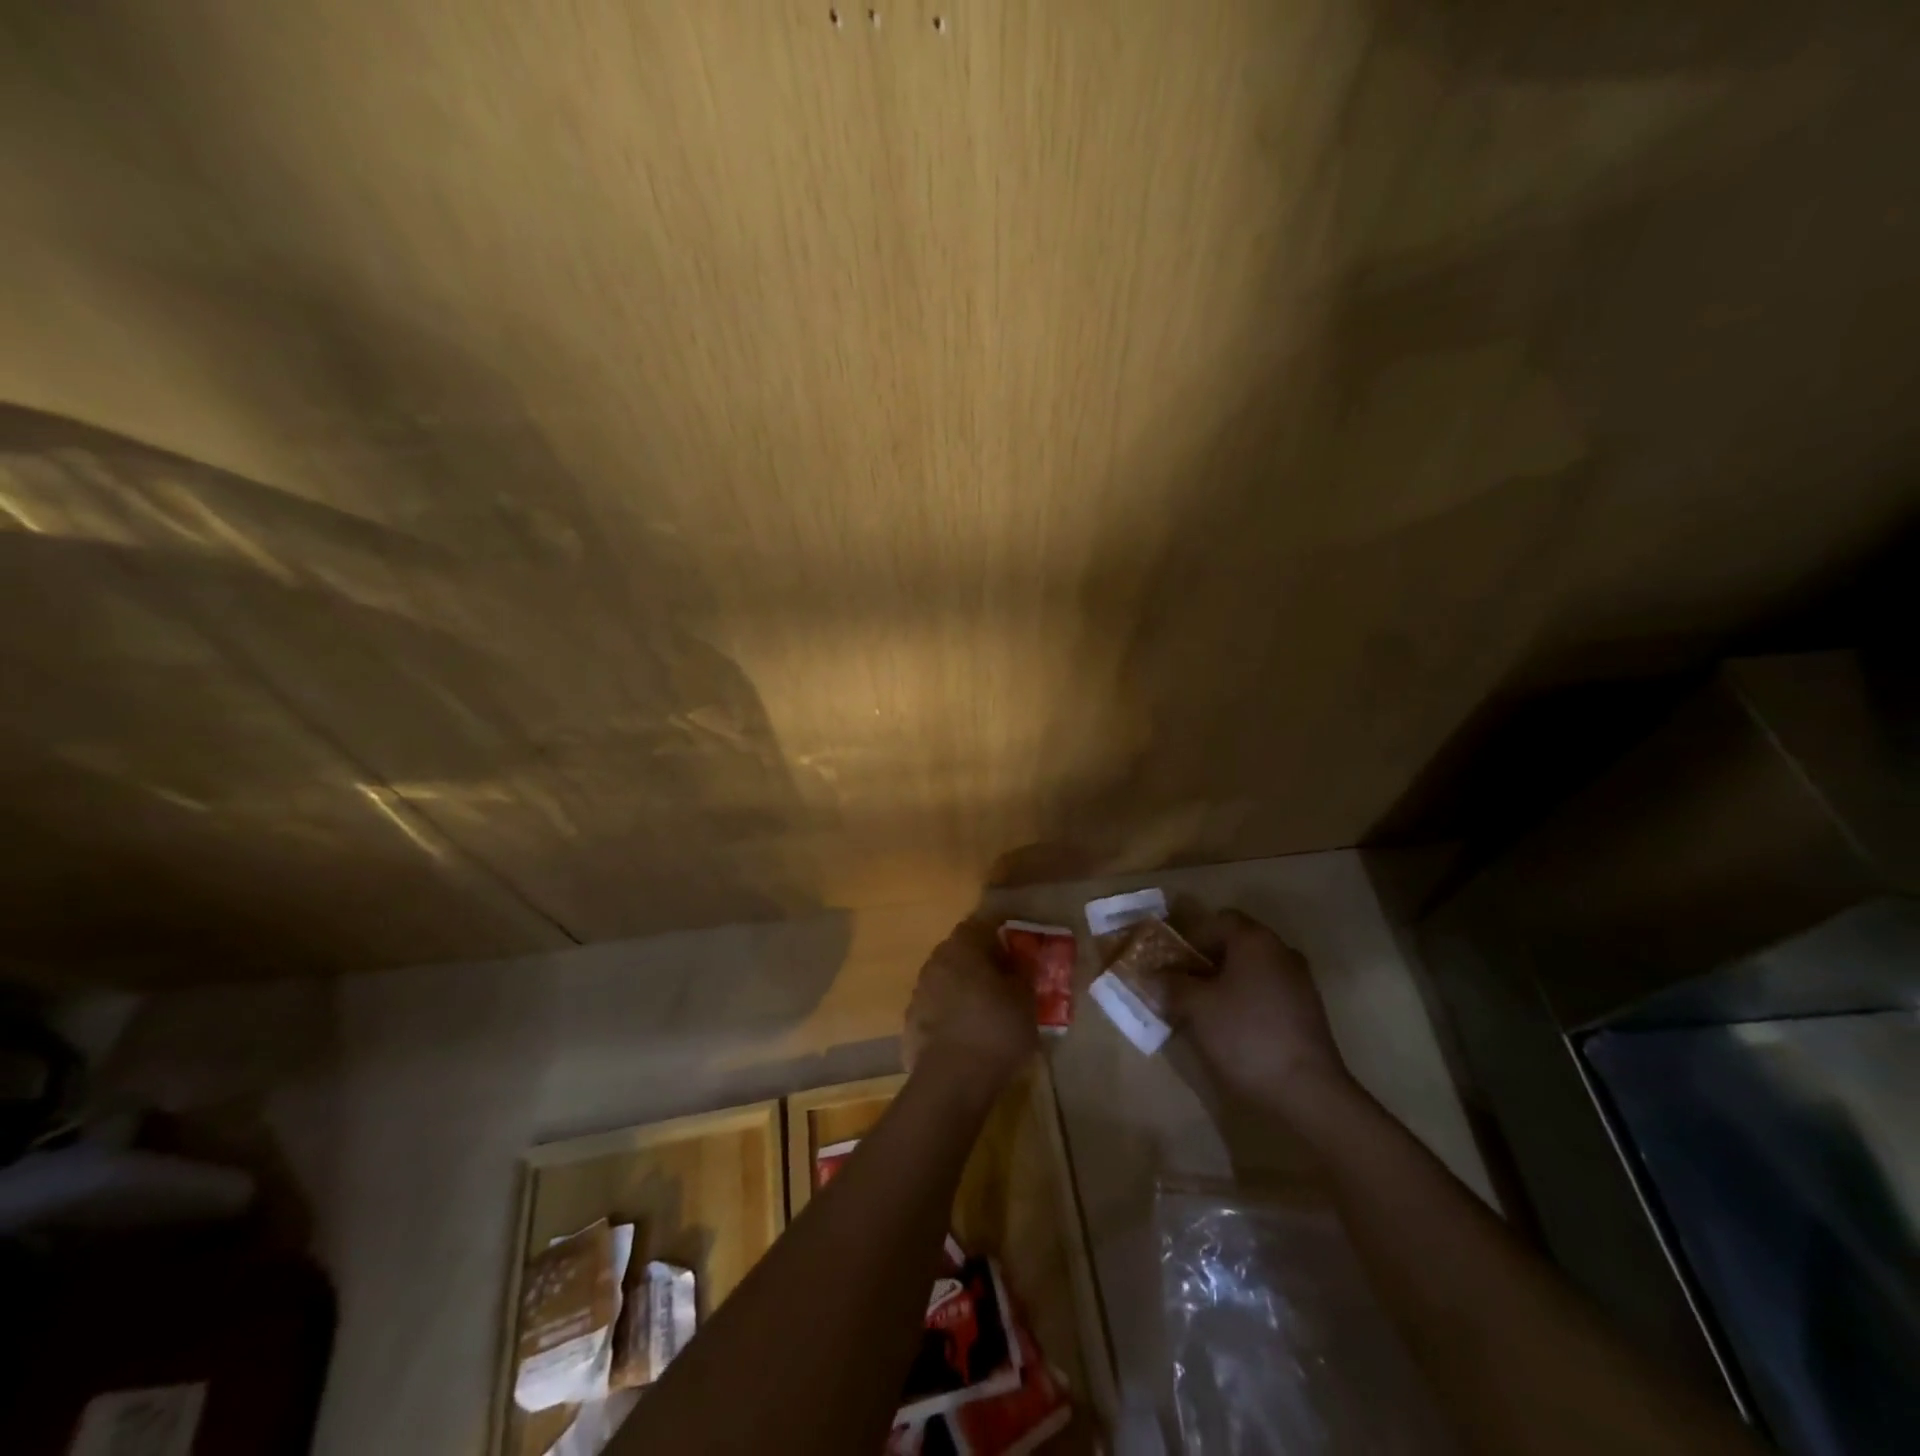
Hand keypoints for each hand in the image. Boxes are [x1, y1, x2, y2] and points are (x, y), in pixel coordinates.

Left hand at [904, 920, 1037, 1095]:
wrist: (952, 1080)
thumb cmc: (996, 1029)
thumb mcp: (1026, 999)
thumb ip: (1023, 972)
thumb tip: (1021, 960)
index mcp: (963, 946)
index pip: (981, 925)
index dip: (1000, 935)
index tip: (1016, 950)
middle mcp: (935, 961)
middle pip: (960, 952)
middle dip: (981, 962)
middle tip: (1005, 981)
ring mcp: (919, 992)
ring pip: (946, 980)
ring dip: (964, 989)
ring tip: (987, 1011)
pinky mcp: (910, 1022)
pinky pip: (936, 1009)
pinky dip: (950, 1015)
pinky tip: (967, 1036)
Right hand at [1169, 908, 1348, 1110]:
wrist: (1307, 1091)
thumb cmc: (1245, 1035)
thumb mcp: (1196, 1007)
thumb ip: (1171, 984)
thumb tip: (1154, 974)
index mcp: (1255, 940)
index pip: (1217, 920)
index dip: (1190, 937)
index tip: (1170, 962)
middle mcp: (1281, 951)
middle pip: (1236, 943)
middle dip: (1206, 959)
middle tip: (1182, 984)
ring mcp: (1299, 981)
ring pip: (1252, 968)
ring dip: (1226, 981)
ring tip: (1203, 1008)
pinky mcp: (1307, 1011)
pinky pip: (1268, 990)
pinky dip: (1247, 999)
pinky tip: (1232, 1026)